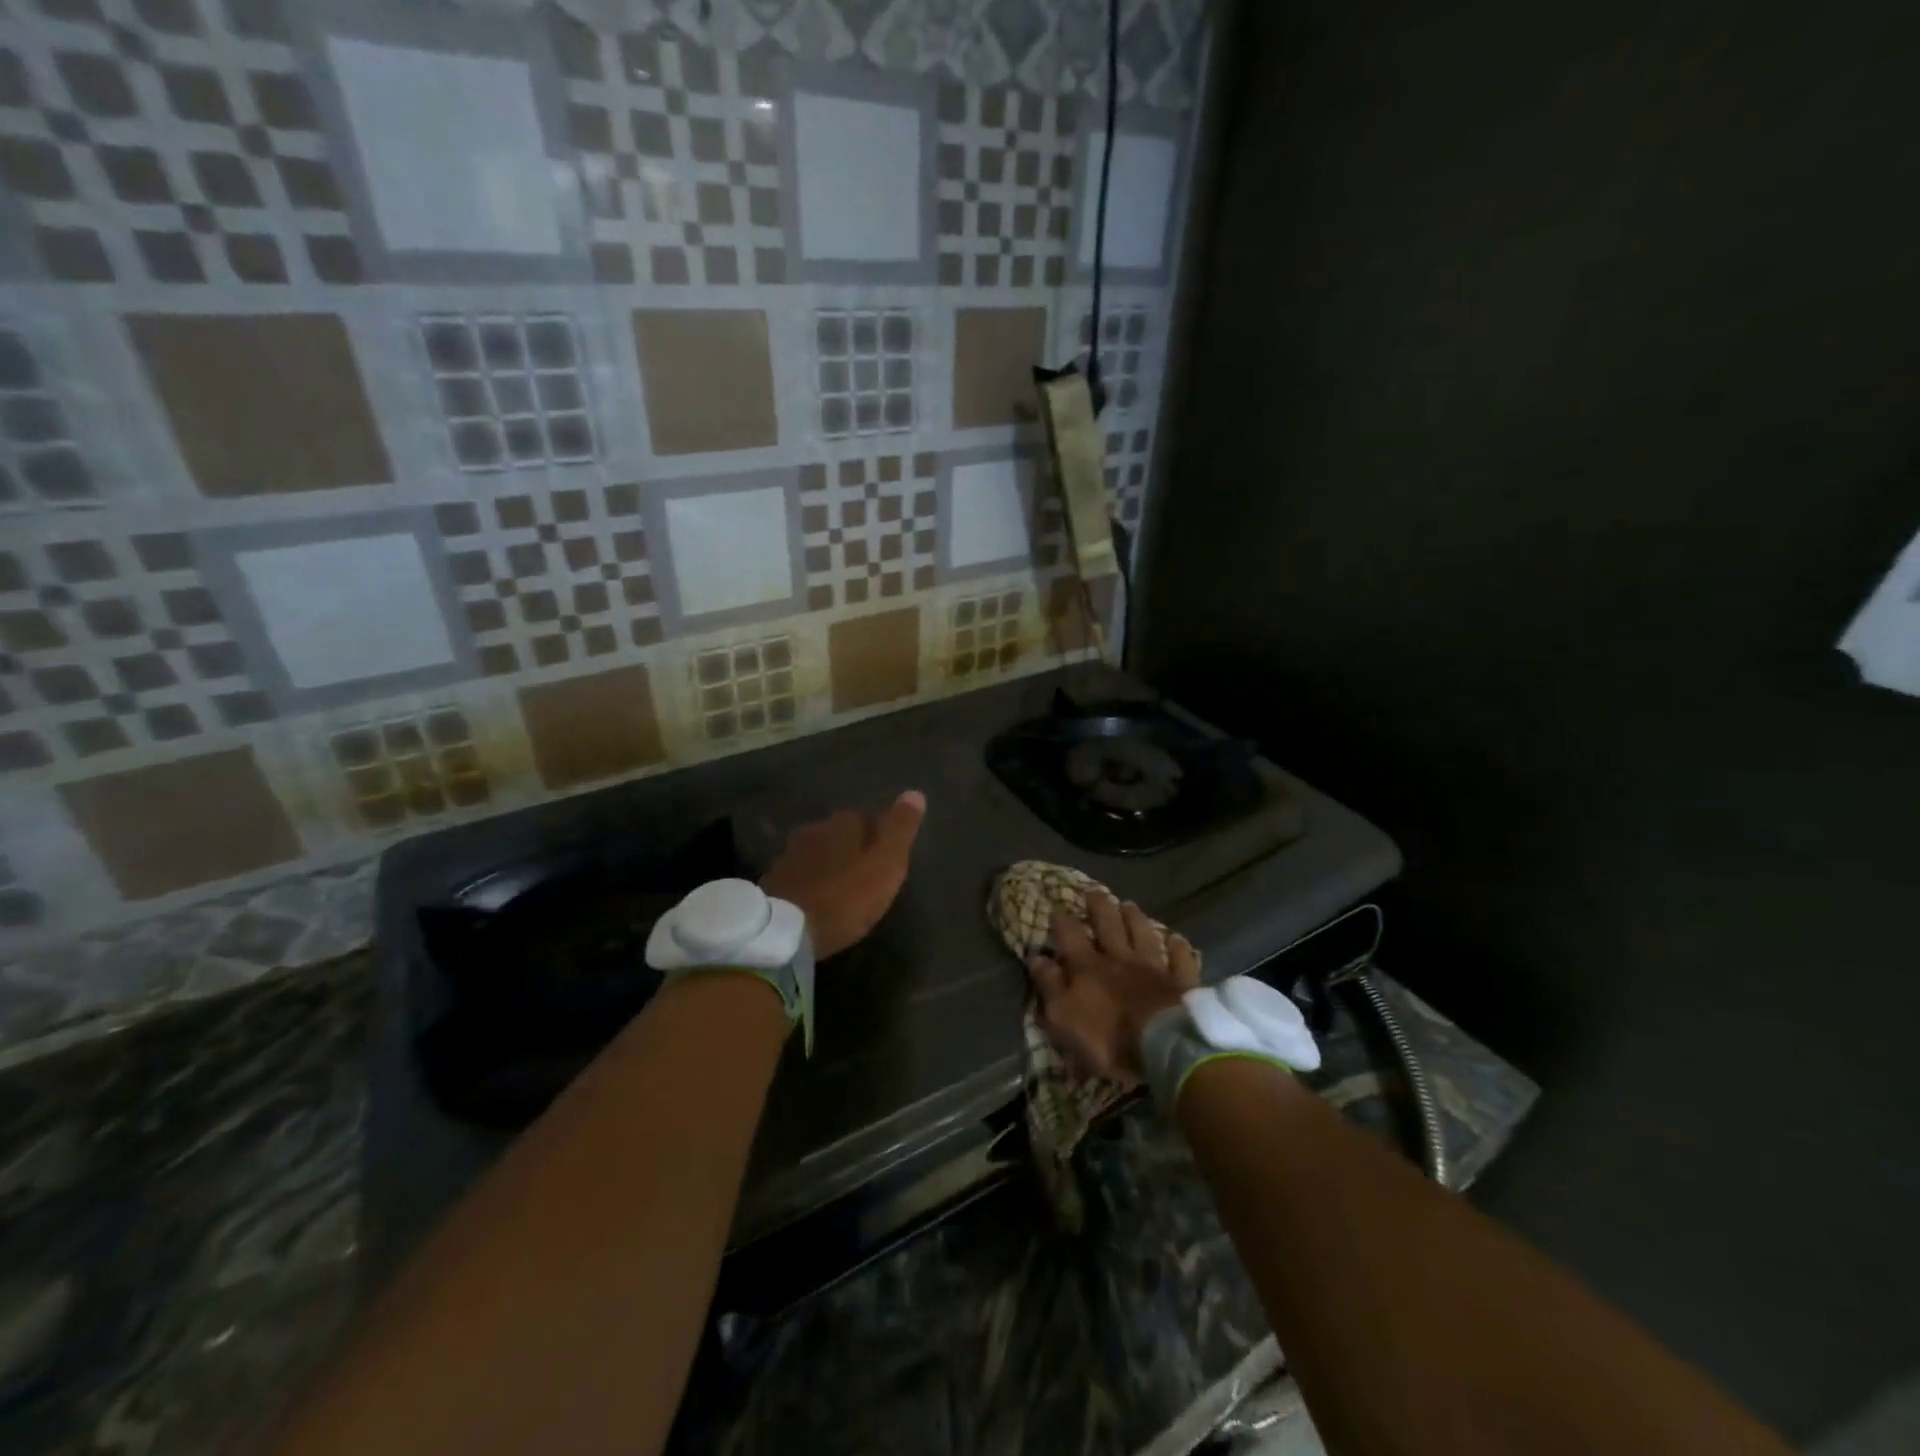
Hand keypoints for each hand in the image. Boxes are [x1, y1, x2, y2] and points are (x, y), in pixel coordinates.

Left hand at [760, 791, 926, 959]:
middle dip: (856, 847)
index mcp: (845, 823)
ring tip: (845, 886)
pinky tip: (820, 897)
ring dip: (833, 863)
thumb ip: (900, 830)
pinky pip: (803, 872)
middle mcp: (816, 829)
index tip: (890, 856)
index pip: (870, 816)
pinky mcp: (775, 877)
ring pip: (821, 850)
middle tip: (870, 873)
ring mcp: (791, 853)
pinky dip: (814, 879)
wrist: (784, 930)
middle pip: (843, 832)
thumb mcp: (885, 865)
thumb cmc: (845, 897)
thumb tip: (915, 793)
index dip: (882, 835)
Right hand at [1028, 894, 1200, 1083]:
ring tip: (1129, 904)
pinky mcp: (1180, 981)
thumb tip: (1036, 956)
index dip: (1061, 921)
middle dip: (1098, 907)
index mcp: (1088, 967)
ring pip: (1142, 934)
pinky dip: (1177, 947)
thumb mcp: (1063, 1017)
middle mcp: (1119, 958)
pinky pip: (1180, 959)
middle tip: (1093, 891)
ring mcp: (1153, 967)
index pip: (1070, 935)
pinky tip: (1176, 939)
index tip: (1056, 908)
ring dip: (1135, 918)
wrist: (1162, 1048)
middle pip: (1108, 925)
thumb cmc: (1106, 1038)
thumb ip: (1049, 985)